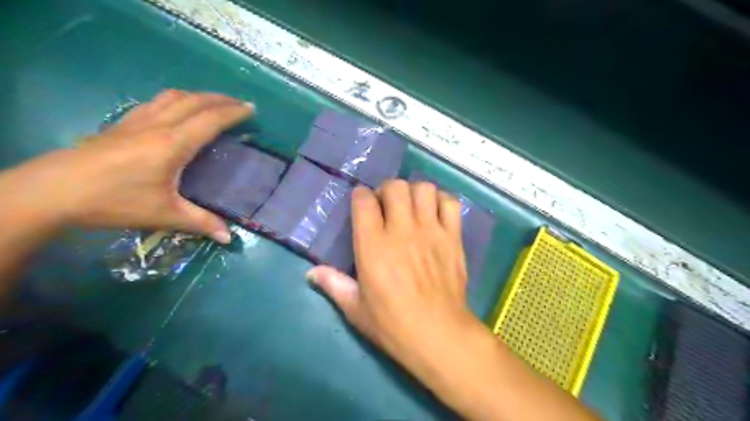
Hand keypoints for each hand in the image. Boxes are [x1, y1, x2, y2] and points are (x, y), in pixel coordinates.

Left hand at [6, 91, 251, 242]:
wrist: (54, 190)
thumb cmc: (115, 201)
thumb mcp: (164, 214)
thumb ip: (201, 223)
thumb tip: (229, 238)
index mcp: (173, 143)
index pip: (210, 120)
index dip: (233, 112)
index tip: (251, 109)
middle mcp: (158, 125)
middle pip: (194, 101)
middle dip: (220, 99)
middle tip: (240, 104)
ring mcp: (137, 121)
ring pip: (173, 96)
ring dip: (198, 96)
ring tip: (213, 103)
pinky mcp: (122, 124)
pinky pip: (156, 102)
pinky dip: (176, 100)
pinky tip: (177, 110)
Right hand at [304, 179, 473, 375]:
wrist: (439, 335)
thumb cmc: (392, 324)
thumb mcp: (355, 309)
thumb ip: (333, 285)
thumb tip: (311, 273)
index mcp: (373, 245)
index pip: (364, 201)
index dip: (360, 196)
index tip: (362, 204)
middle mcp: (402, 230)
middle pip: (396, 186)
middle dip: (387, 190)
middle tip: (387, 206)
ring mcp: (431, 231)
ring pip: (424, 189)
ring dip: (415, 193)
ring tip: (412, 207)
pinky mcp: (453, 238)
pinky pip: (451, 204)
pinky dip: (442, 201)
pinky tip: (435, 214)